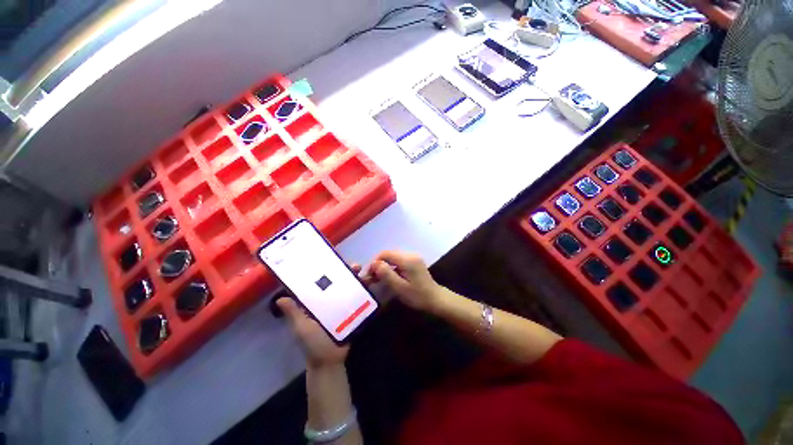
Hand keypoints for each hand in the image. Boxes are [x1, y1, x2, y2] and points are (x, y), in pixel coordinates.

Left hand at [276, 264, 367, 367]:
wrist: (331, 360)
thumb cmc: (314, 344)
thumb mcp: (302, 328)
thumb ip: (294, 314)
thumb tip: (280, 298)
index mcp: (314, 301)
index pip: (317, 282)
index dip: (323, 270)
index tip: (330, 259)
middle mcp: (327, 299)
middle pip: (335, 280)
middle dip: (344, 270)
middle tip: (352, 265)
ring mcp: (340, 304)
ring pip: (347, 286)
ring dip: (354, 277)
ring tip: (360, 270)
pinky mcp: (351, 310)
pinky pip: (356, 296)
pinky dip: (362, 288)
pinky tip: (368, 282)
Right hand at [370, 251, 444, 312]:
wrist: (436, 299)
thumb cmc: (418, 296)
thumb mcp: (400, 287)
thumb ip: (386, 274)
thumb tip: (374, 264)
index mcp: (407, 259)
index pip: (385, 254)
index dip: (374, 262)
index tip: (368, 274)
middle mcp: (410, 255)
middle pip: (389, 254)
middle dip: (378, 264)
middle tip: (372, 277)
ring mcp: (413, 257)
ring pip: (393, 257)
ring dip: (384, 266)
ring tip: (378, 278)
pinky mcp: (414, 262)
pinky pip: (399, 261)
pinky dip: (391, 267)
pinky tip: (389, 277)